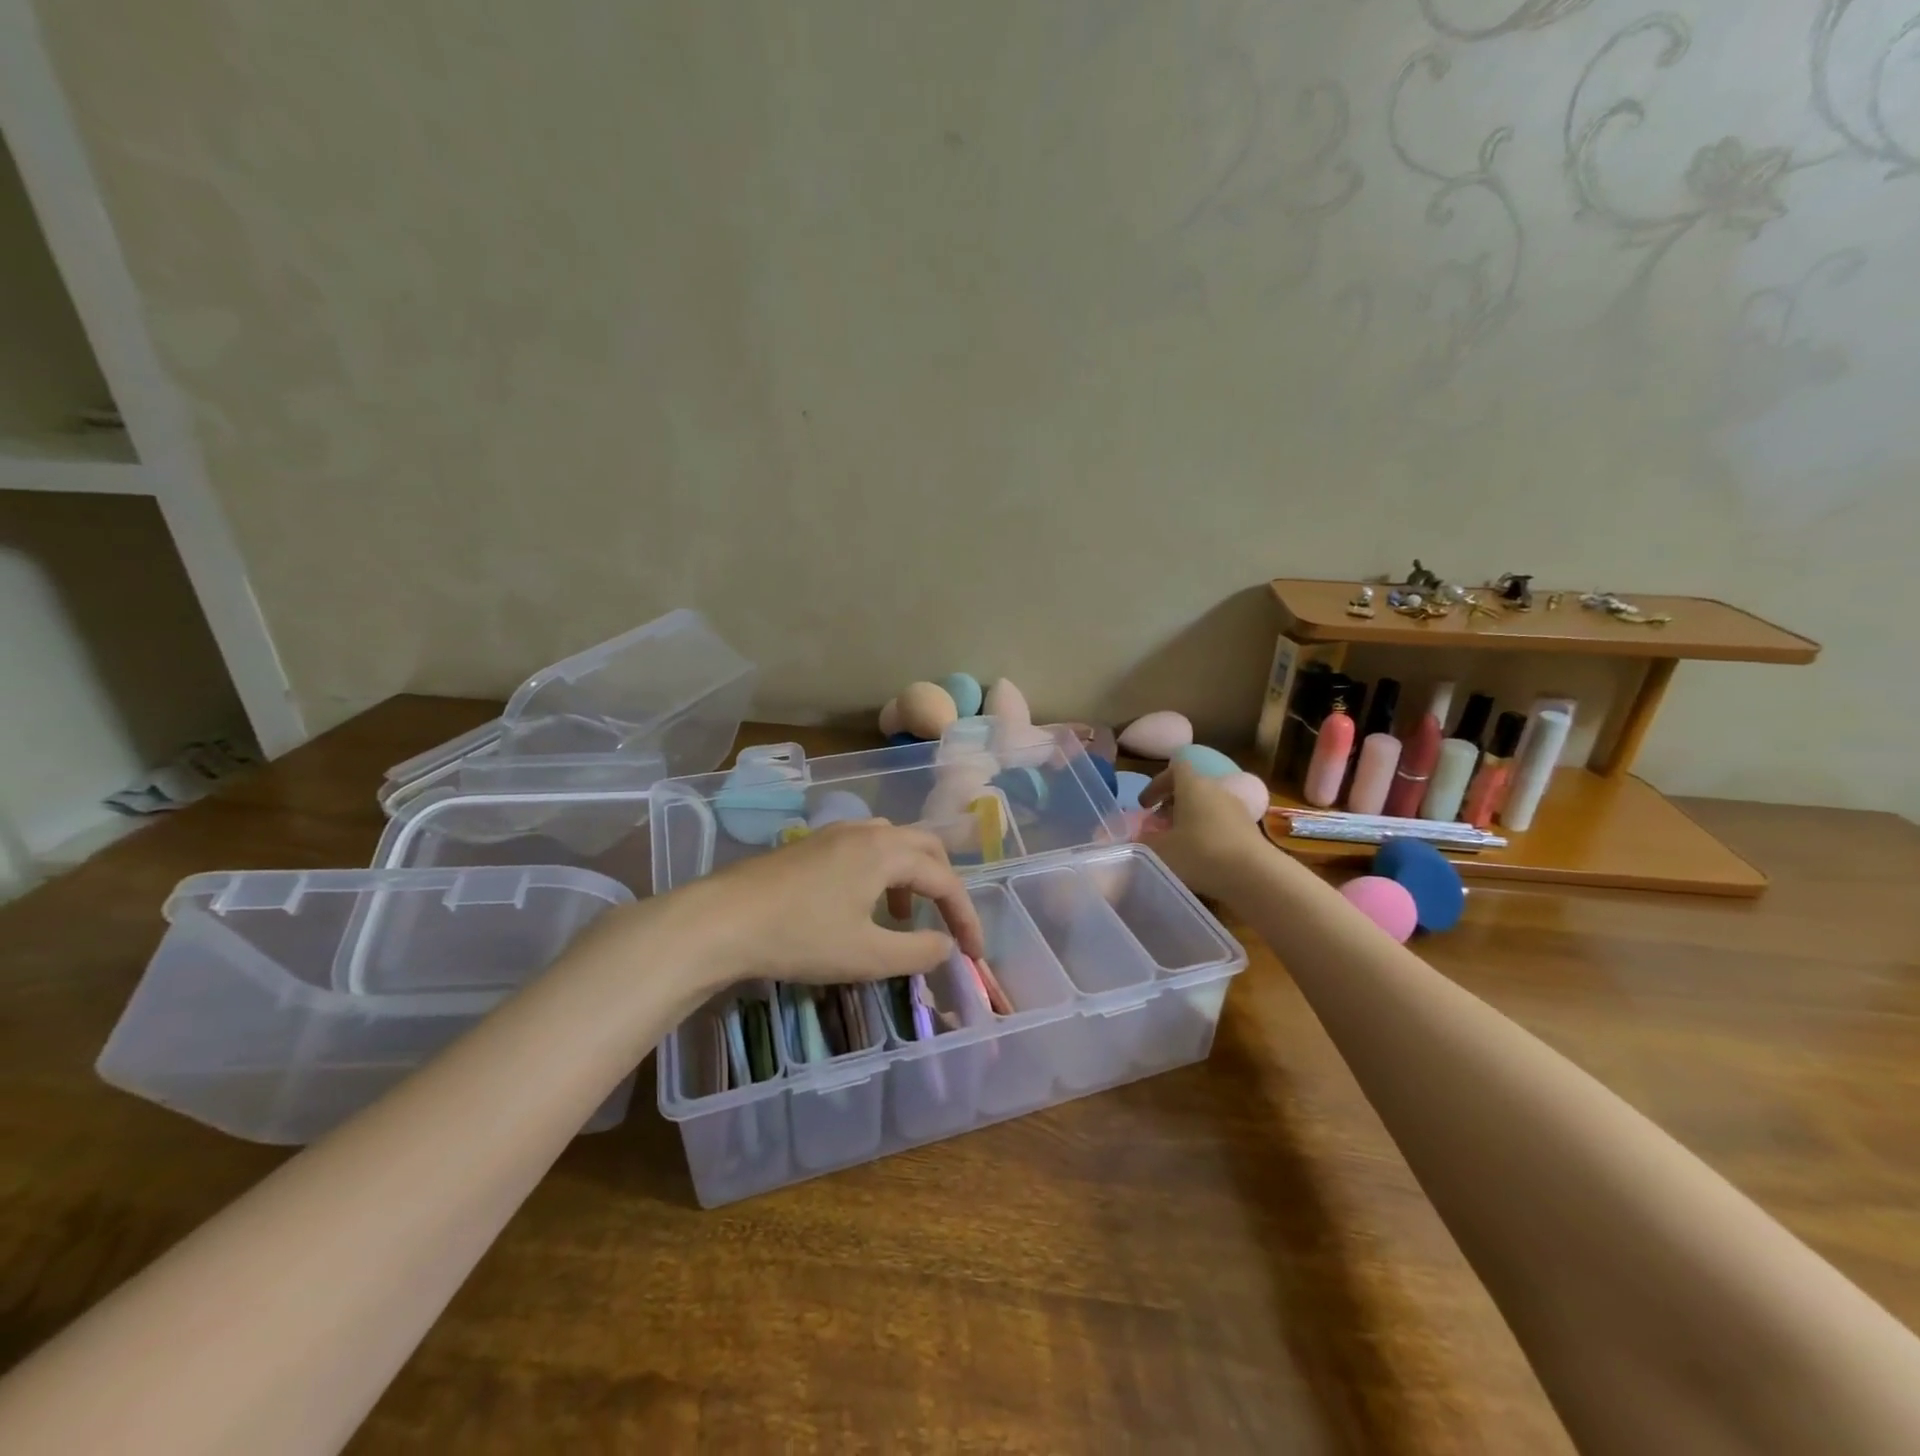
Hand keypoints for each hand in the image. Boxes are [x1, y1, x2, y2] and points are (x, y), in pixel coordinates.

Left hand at [673, 820, 985, 986]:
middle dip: (944, 884)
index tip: (973, 952)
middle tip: (948, 921)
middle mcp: (867, 832)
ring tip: (902, 916)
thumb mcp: (866, 956)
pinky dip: (883, 872)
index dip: (965, 916)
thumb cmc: (800, 937)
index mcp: (887, 852)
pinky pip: (866, 848)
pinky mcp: (812, 845)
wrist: (721, 920)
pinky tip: (862, 904)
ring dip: (912, 876)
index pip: (944, 880)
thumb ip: (916, 952)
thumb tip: (946, 945)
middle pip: (925, 847)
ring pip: (894, 843)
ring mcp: (836, 834)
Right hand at [1139, 759, 1271, 903]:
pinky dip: (1206, 832)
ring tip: (1177, 843)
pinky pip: (1220, 822)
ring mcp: (1236, 808)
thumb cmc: (1200, 853)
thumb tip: (1135, 838)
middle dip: (1171, 804)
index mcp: (1193, 785)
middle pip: (1190, 787)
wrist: (1254, 875)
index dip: (1157, 784)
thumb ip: (1143, 841)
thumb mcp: (1160, 850)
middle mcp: (1216, 790)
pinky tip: (1200, 856)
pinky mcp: (1248, 828)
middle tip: (1157, 826)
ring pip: (1206, 805)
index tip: (1145, 805)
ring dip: (1189, 819)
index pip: (1174, 768)